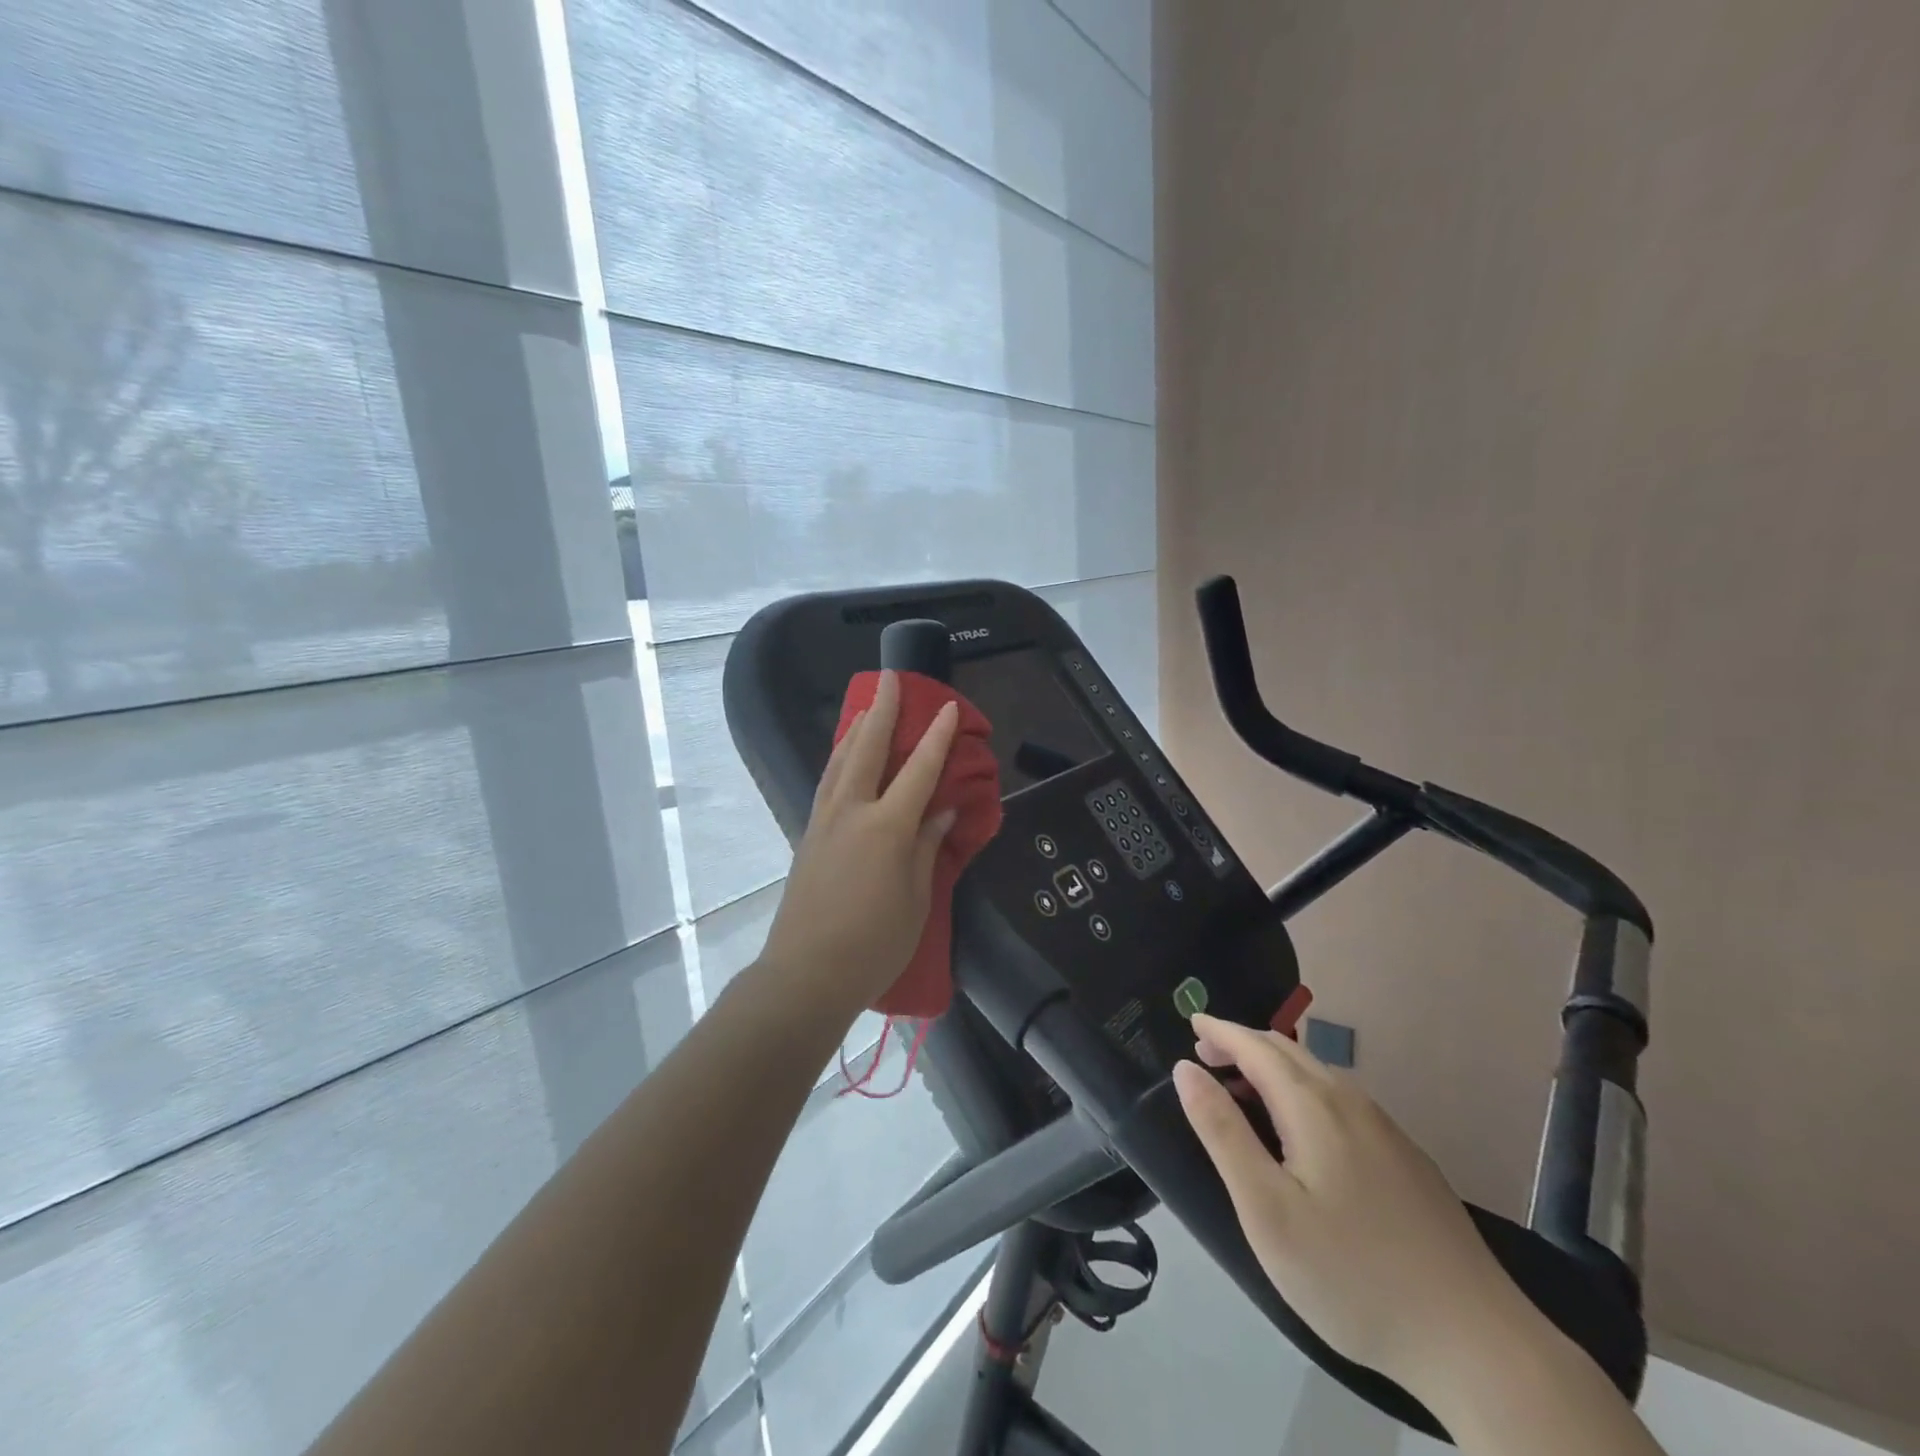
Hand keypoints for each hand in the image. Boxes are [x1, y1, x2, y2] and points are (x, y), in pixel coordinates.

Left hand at [758, 670, 959, 1011]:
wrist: (806, 973)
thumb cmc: (873, 943)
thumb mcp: (916, 899)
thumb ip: (927, 847)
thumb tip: (941, 811)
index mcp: (887, 827)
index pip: (919, 770)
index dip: (936, 737)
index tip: (947, 707)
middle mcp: (852, 812)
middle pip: (868, 749)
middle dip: (882, 711)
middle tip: (890, 678)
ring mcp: (825, 821)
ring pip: (840, 761)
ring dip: (855, 729)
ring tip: (865, 707)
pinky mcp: (808, 836)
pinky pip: (827, 782)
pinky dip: (839, 758)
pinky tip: (843, 757)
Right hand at [1172, 1014, 1533, 1398]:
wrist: (1477, 1344)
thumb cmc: (1352, 1275)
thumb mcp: (1266, 1209)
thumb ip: (1222, 1132)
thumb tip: (1186, 1069)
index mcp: (1313, 1107)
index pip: (1255, 1046)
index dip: (1220, 1031)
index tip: (1191, 1022)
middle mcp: (1352, 1103)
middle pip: (1288, 1052)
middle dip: (1243, 1045)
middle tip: (1207, 1057)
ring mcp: (1387, 1131)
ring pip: (1319, 1075)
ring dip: (1274, 1067)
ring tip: (1246, 1091)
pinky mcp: (1408, 1161)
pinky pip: (1343, 1101)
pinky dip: (1304, 1091)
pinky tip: (1304, 1131)